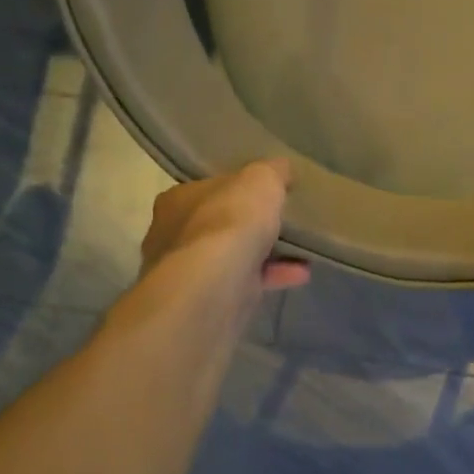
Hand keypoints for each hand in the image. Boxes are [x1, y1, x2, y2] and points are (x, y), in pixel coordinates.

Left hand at [140, 160, 311, 297]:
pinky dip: (271, 277)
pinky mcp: (204, 303)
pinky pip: (244, 284)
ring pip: (231, 258)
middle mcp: (172, 235)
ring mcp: (186, 273)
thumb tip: (281, 170)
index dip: (238, 189)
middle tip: (282, 224)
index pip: (209, 189)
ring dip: (265, 255)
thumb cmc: (229, 222)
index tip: (266, 193)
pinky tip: (300, 274)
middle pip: (218, 225)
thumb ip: (272, 172)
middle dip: (249, 226)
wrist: (213, 287)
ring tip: (301, 252)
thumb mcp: (261, 180)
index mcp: (177, 200)